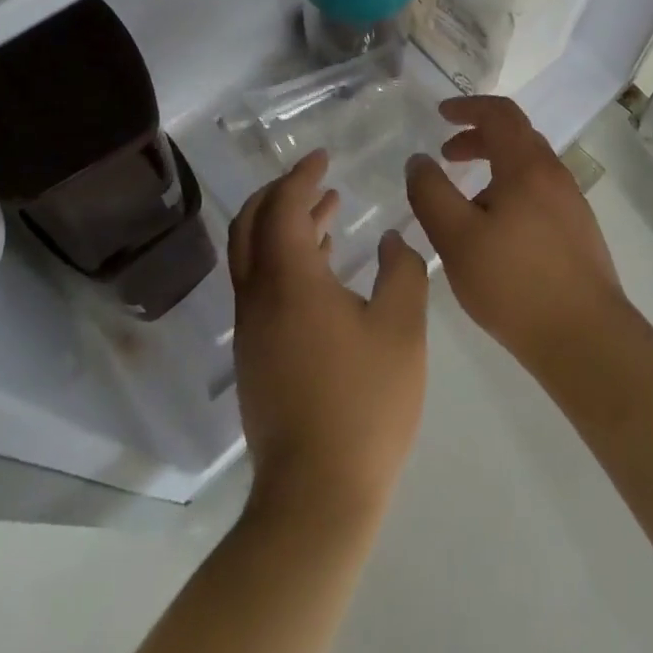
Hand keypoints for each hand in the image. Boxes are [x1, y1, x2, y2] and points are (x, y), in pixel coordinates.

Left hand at [229, 150, 429, 523]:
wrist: (317, 494)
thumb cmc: (365, 403)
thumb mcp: (401, 328)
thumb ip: (401, 270)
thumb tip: (390, 237)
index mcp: (289, 282)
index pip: (281, 207)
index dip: (300, 176)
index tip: (323, 158)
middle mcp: (258, 297)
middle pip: (251, 225)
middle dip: (279, 193)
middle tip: (315, 178)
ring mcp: (251, 330)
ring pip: (254, 257)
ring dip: (283, 226)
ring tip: (326, 212)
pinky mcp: (255, 357)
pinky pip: (261, 287)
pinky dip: (283, 260)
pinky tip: (322, 268)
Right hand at [405, 96, 629, 373]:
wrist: (586, 339)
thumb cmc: (514, 284)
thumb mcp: (456, 238)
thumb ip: (431, 193)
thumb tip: (419, 160)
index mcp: (527, 167)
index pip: (500, 114)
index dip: (468, 107)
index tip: (440, 114)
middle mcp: (555, 175)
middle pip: (516, 137)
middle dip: (478, 137)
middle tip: (446, 155)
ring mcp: (572, 203)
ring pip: (528, 167)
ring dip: (494, 166)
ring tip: (465, 198)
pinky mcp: (578, 231)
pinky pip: (539, 192)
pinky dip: (511, 189)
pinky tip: (495, 229)